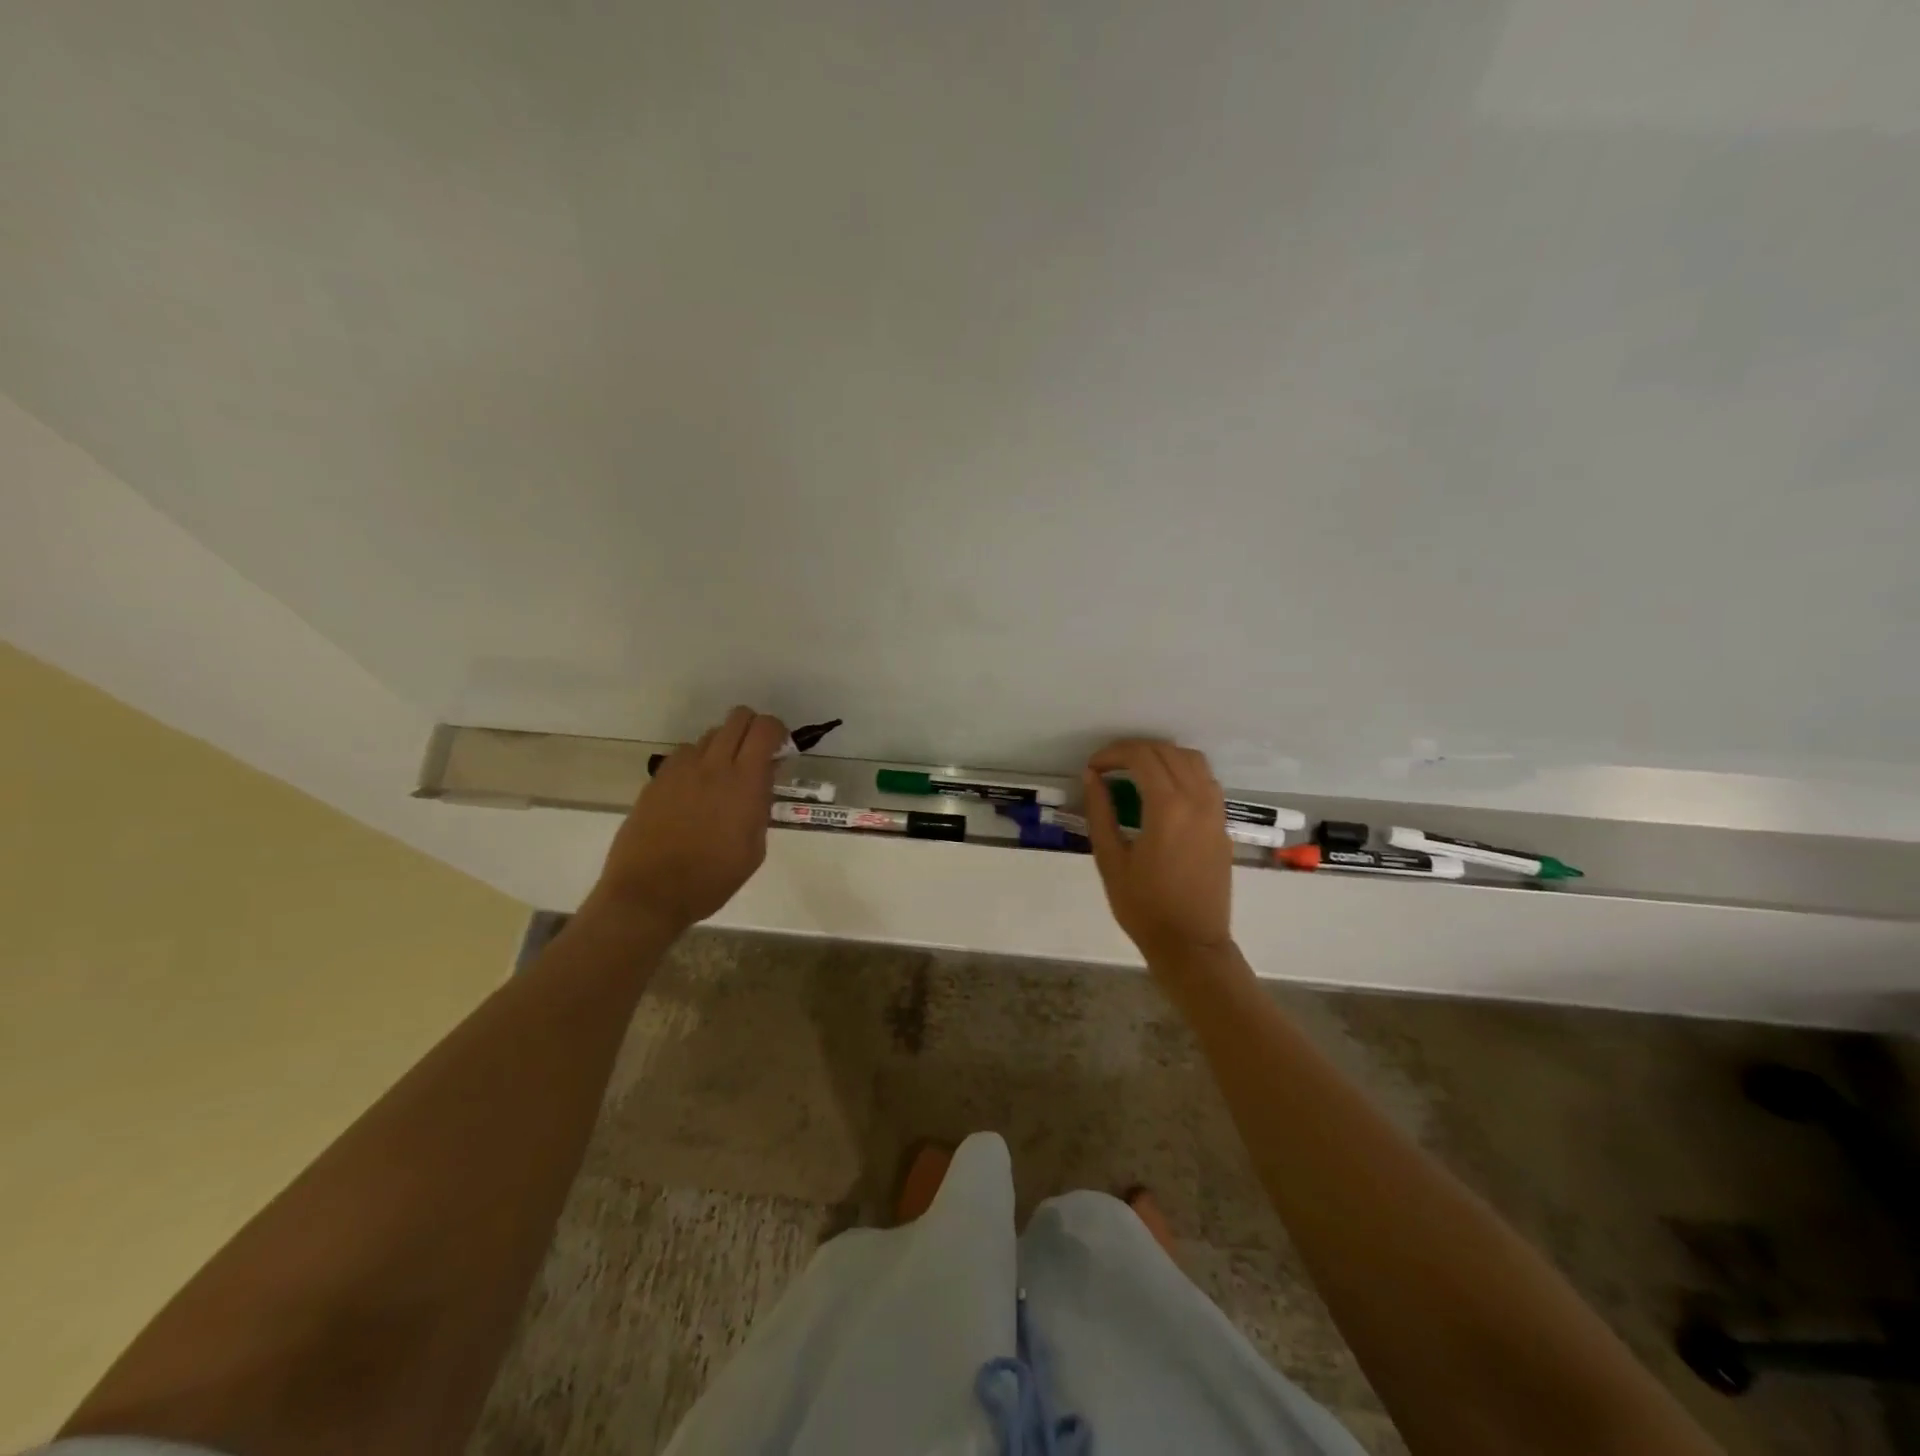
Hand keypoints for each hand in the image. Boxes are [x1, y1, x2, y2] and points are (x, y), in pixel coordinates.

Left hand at [585, 707, 787, 933]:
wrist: (649, 893)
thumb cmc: (711, 879)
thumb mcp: (754, 849)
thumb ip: (761, 807)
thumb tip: (763, 781)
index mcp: (744, 783)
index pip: (765, 729)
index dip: (778, 731)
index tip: (781, 750)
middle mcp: (713, 766)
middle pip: (737, 718)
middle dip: (753, 729)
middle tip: (756, 756)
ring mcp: (681, 769)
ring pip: (710, 735)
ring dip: (724, 746)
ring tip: (723, 777)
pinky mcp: (657, 779)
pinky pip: (684, 754)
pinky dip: (697, 761)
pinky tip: (695, 789)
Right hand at [1083, 739, 1237, 975]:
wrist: (1191, 944)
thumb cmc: (1144, 906)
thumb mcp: (1110, 860)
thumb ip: (1100, 812)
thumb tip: (1093, 777)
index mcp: (1168, 808)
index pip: (1142, 757)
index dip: (1113, 754)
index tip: (1093, 767)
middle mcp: (1197, 800)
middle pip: (1167, 751)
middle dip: (1134, 750)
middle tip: (1107, 766)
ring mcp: (1215, 811)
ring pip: (1192, 760)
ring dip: (1162, 756)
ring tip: (1135, 770)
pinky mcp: (1222, 824)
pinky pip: (1206, 780)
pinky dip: (1182, 770)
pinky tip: (1163, 788)